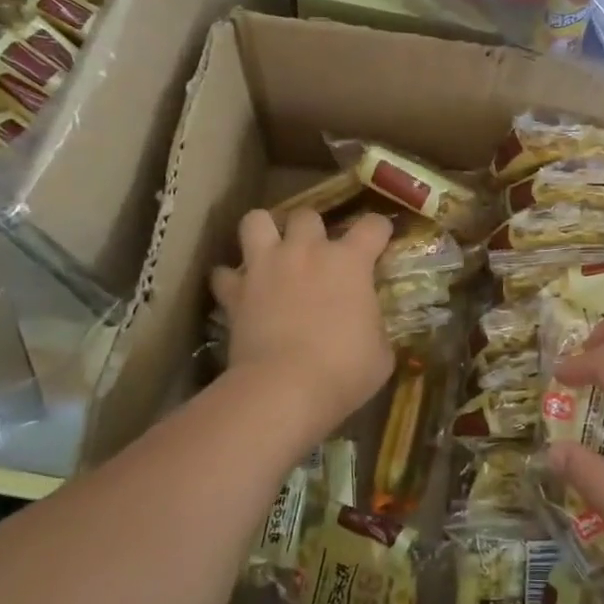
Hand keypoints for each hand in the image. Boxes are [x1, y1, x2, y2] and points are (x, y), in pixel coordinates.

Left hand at [211, 208, 393, 445]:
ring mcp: (266, 266)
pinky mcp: (235, 292)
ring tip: (269, 250)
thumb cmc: (344, 370)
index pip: (373, 225)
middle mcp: (307, 251)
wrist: (284, 389)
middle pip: (307, 214)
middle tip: (315, 251)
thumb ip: (374, 325)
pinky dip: (229, 280)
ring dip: (263, 231)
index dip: (379, 230)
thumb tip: (369, 325)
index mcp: (350, 261)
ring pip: (256, 221)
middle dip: (312, 228)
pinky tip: (238, 292)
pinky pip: (223, 274)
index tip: (380, 239)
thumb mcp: (380, 351)